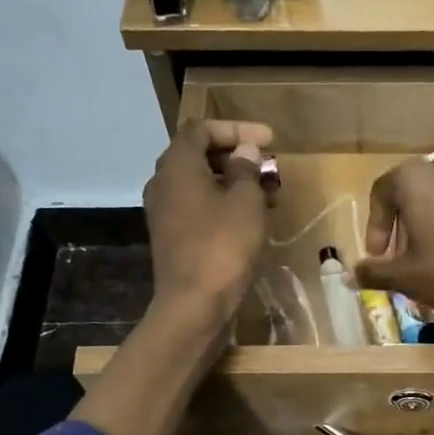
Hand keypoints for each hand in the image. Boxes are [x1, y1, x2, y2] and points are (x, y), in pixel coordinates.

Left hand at [143, 118, 275, 325]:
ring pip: (200, 184)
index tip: (270, 140)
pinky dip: (222, 204)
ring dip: (233, 182)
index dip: (237, 129)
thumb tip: (245, 152)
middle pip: (199, 155)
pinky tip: (249, 219)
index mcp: (177, 165)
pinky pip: (198, 207)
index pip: (203, 129)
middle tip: (269, 166)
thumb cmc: (222, 247)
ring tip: (267, 194)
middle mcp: (163, 182)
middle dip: (237, 156)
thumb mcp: (245, 203)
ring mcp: (164, 212)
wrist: (193, 305)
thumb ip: (246, 170)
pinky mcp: (171, 237)